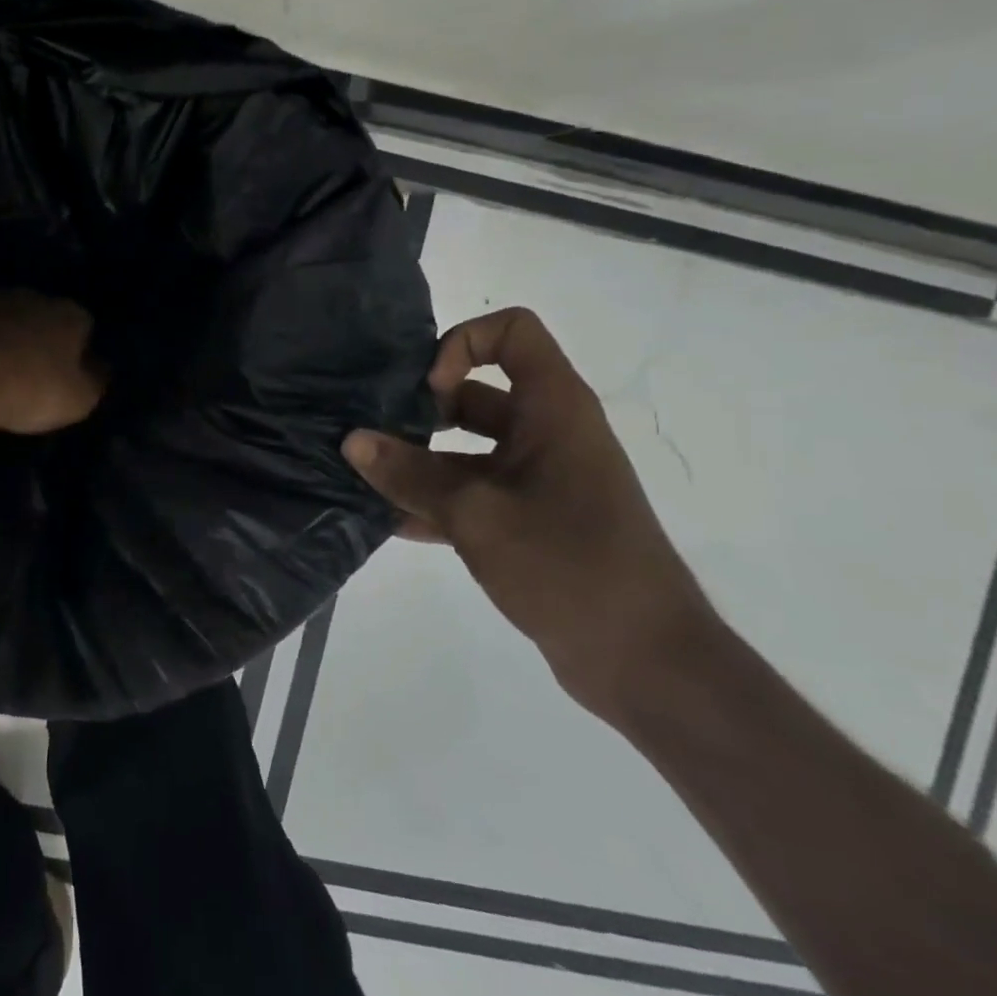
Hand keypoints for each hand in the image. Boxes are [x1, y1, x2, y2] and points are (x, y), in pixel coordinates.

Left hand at [0, 290, 104, 435]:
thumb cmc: (31, 388)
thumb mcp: (79, 399)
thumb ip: (95, 381)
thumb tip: (100, 369)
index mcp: (70, 314)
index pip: (84, 325)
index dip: (79, 350)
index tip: (69, 374)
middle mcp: (34, 297)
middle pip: (44, 317)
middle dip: (41, 339)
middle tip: (33, 373)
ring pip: (7, 318)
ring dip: (6, 338)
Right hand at [341, 307, 714, 720]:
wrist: (645, 662)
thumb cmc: (569, 565)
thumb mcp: (477, 515)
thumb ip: (409, 475)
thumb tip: (351, 441)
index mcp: (553, 410)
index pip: (511, 333)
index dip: (461, 345)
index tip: (427, 392)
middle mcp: (545, 433)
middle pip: (474, 393)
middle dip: (418, 410)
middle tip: (370, 434)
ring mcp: (537, 479)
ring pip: (464, 449)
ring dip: (416, 461)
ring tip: (362, 477)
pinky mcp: (527, 521)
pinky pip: (469, 493)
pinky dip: (432, 500)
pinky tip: (386, 521)